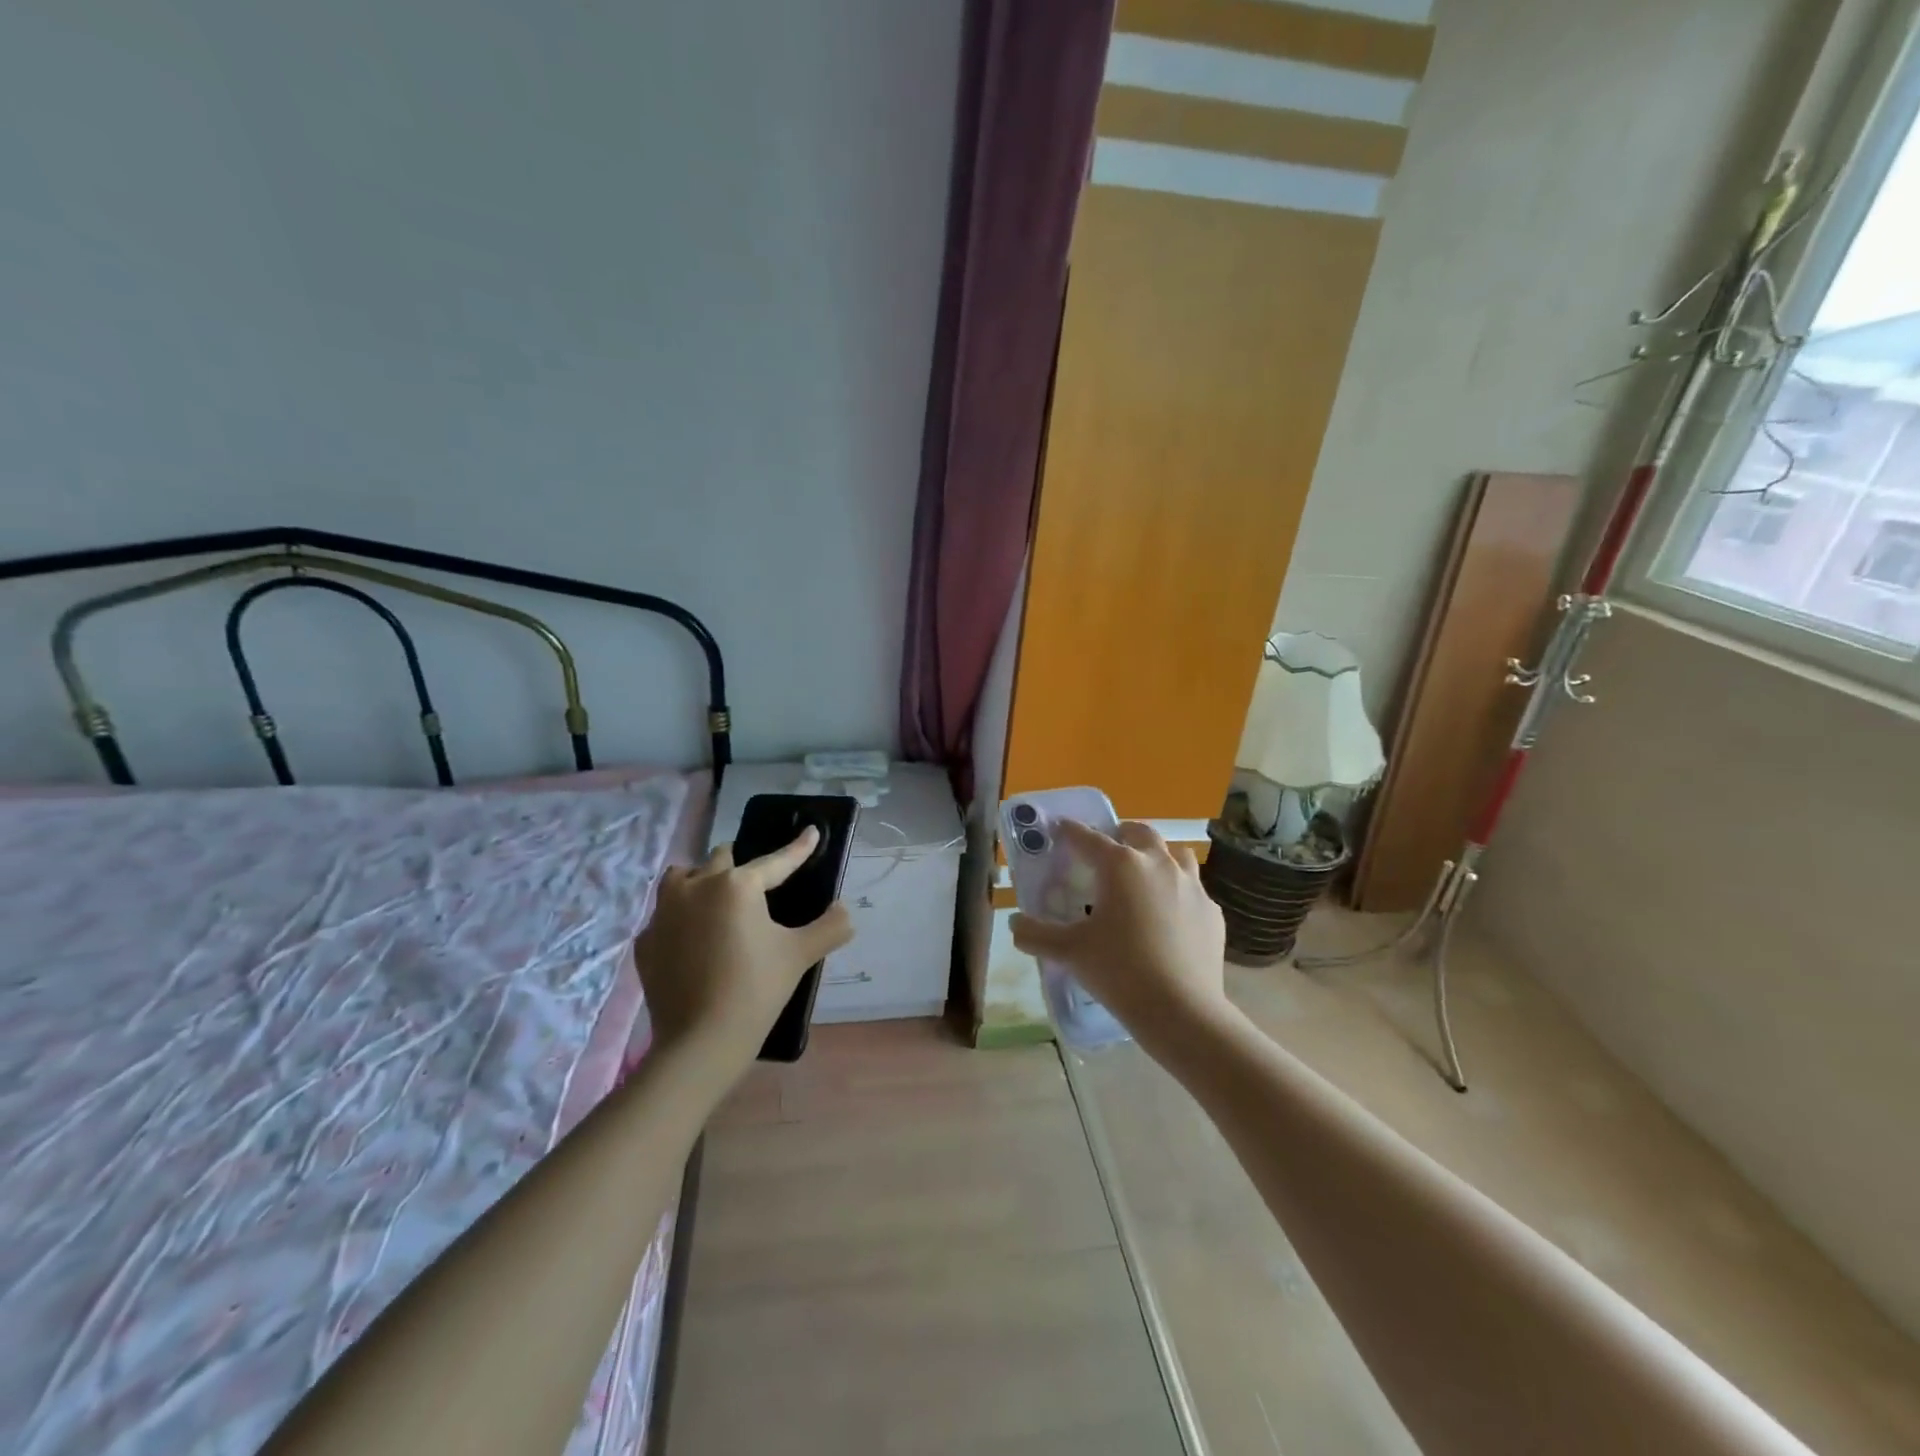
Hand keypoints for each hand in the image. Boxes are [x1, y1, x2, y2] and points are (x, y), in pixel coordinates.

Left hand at [634, 830, 855, 1068]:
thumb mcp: (801, 955)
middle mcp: (696, 887)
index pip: (776, 861)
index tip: (812, 832)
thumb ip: (830, 926)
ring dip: (701, 880)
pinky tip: (693, 940)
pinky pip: (665, 916)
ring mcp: (664, 913)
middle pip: (721, 858)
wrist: (700, 1043)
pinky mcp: (646, 941)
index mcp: (737, 885)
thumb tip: (845, 910)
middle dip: (740, 864)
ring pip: (682, 878)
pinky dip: (680, 919)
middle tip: (756, 884)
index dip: (798, 848)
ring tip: (716, 900)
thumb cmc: (756, 990)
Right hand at [1009, 821, 1229, 1057]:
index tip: (1059, 827)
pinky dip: (1178, 892)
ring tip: (1144, 874)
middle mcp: (1158, 864)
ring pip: (1175, 854)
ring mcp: (1191, 886)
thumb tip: (1014, 924)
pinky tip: (1170, 915)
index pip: (1088, 838)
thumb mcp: (1069, 952)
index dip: (1070, 831)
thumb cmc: (1120, 971)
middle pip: (1139, 833)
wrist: (1182, 1010)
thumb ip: (1036, 934)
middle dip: (1121, 834)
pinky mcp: (1211, 912)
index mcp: (1121, 865)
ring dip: (1157, 856)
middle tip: (1107, 850)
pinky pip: (1193, 889)